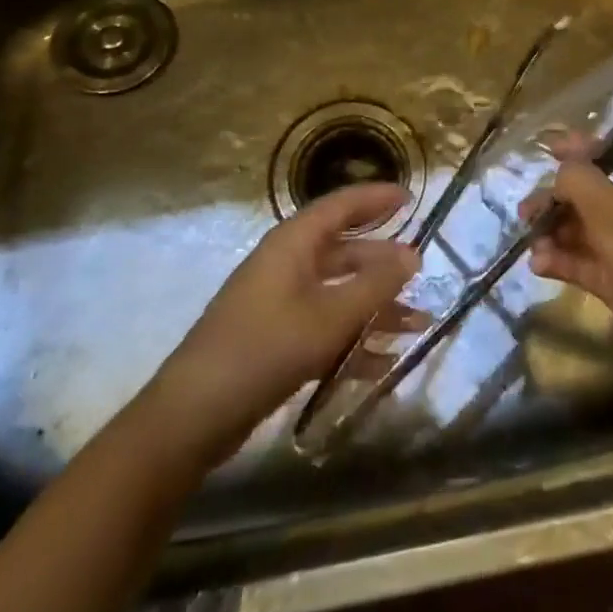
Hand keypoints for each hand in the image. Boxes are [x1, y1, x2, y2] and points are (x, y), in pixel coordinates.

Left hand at [150, 183, 418, 463]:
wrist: (193, 415)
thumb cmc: (264, 349)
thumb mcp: (329, 317)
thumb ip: (374, 286)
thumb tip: (413, 254)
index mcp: (293, 243)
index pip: (341, 206)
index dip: (376, 198)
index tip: (411, 197)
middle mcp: (285, 264)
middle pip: (343, 250)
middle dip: (382, 263)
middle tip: (420, 271)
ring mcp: (277, 302)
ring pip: (336, 292)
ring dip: (374, 307)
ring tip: (416, 325)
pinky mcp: (273, 337)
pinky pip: (323, 325)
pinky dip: (352, 338)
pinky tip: (382, 363)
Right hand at [519, 142, 612, 359]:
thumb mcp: (604, 201)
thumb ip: (575, 176)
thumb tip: (560, 174)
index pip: (609, 151)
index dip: (579, 146)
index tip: (547, 146)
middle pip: (588, 193)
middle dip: (555, 199)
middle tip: (526, 211)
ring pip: (581, 229)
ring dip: (553, 232)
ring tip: (531, 242)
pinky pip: (582, 261)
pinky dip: (560, 260)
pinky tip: (538, 265)